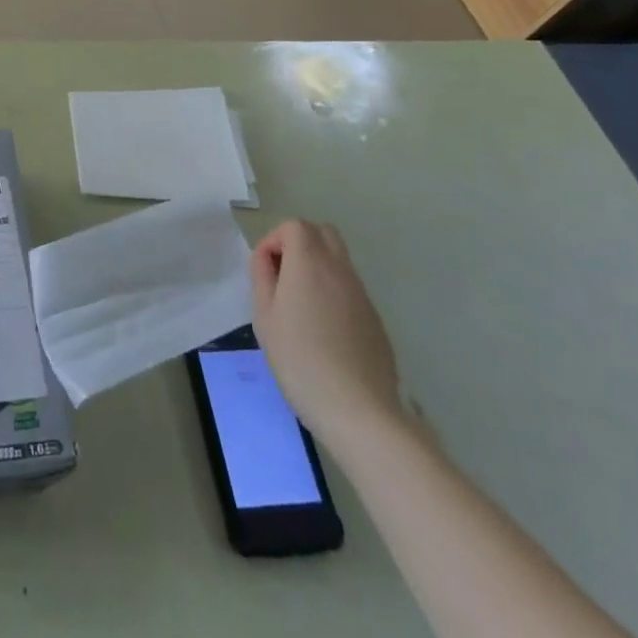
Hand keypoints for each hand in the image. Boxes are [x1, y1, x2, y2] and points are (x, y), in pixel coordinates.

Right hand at [252, 220, 401, 447]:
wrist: (359, 411)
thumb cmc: (300, 360)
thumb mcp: (265, 317)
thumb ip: (262, 277)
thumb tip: (267, 259)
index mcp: (310, 264)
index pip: (295, 226)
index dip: (275, 240)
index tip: (266, 272)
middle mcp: (340, 270)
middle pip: (323, 232)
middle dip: (299, 243)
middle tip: (283, 277)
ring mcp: (362, 294)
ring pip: (339, 259)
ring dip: (317, 267)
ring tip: (300, 306)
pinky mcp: (375, 318)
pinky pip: (350, 288)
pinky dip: (333, 291)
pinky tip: (324, 330)